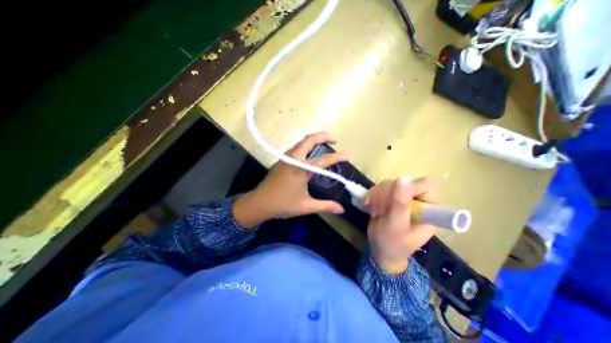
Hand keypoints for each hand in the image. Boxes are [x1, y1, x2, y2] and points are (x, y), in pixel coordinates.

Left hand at [233, 133, 348, 228]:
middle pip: (309, 140)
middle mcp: (294, 159)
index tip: (347, 155)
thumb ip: (325, 206)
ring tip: (324, 144)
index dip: (337, 157)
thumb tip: (342, 209)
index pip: (323, 160)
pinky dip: (305, 145)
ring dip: (313, 140)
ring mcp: (286, 158)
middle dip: (323, 136)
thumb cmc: (283, 204)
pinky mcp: (281, 160)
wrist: (259, 203)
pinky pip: (296, 148)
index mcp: (301, 169)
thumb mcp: (306, 206)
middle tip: (334, 140)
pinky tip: (309, 154)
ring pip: (301, 142)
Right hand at [362, 177, 439, 272]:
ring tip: (376, 212)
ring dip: (377, 197)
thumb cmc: (393, 243)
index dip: (407, 188)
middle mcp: (417, 199)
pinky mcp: (389, 197)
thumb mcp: (397, 225)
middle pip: (401, 182)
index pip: (424, 185)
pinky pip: (379, 187)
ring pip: (388, 183)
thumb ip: (400, 203)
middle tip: (381, 211)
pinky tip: (370, 206)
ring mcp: (402, 197)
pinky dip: (372, 196)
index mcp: (429, 207)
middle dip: (386, 196)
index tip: (392, 200)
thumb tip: (404, 178)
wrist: (380, 249)